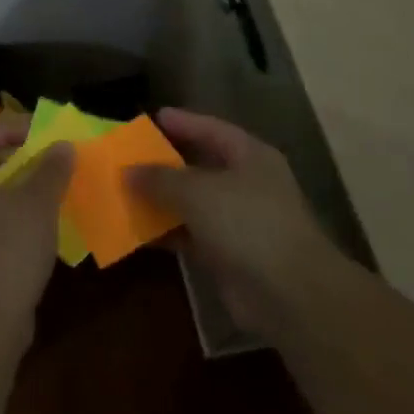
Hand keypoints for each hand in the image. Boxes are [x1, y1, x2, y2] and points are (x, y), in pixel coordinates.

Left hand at [0, 127, 72, 341]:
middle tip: (42, 159)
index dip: (7, 129)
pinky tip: (35, 227)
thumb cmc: (9, 249)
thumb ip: (51, 170)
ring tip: (44, 191)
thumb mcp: (38, 204)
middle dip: (11, 158)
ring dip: (12, 188)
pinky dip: (8, 216)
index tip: (37, 135)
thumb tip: (63, 144)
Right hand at [129, 108, 342, 336]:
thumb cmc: (248, 223)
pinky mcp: (229, 256)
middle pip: (200, 166)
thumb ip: (160, 178)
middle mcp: (247, 184)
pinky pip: (190, 236)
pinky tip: (136, 231)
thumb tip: (127, 171)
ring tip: (123, 192)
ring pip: (192, 204)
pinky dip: (166, 233)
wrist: (291, 295)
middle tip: (128, 157)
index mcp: (250, 156)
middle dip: (164, 164)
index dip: (182, 122)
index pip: (211, 129)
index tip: (151, 118)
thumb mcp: (197, 191)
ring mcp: (239, 222)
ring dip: (161, 201)